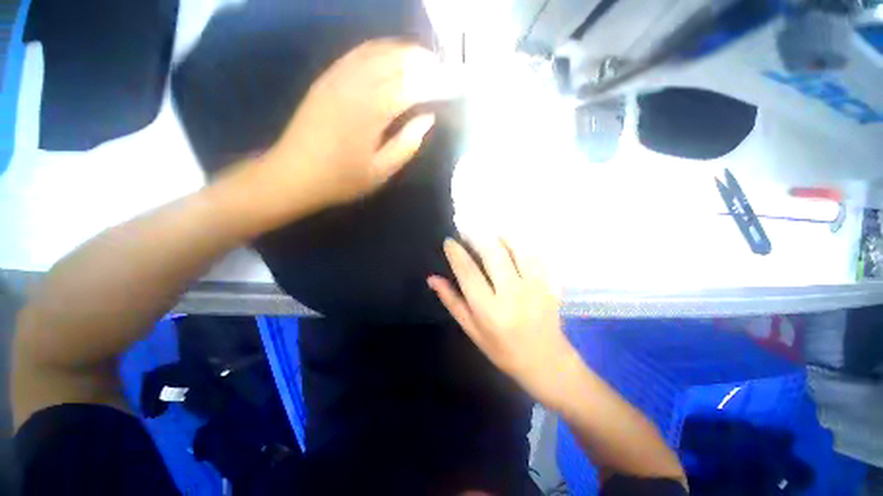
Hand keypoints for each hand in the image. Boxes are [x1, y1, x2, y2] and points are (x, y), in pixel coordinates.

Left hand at [265, 39, 456, 209]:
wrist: (293, 174)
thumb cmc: (341, 179)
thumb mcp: (381, 171)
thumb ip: (407, 144)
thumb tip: (428, 118)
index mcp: (371, 112)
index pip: (412, 87)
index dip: (435, 83)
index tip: (453, 85)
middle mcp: (355, 86)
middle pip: (396, 60)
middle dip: (423, 61)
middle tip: (442, 70)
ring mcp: (337, 77)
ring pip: (377, 50)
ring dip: (403, 50)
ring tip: (423, 59)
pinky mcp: (327, 78)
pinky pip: (357, 53)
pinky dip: (379, 50)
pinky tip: (391, 56)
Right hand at [428, 238, 580, 407]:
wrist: (546, 362)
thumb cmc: (503, 350)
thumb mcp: (472, 330)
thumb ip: (452, 302)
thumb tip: (432, 279)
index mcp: (489, 310)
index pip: (468, 272)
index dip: (456, 253)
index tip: (450, 241)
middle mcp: (512, 295)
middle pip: (493, 253)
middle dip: (477, 236)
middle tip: (467, 231)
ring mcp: (535, 287)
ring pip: (517, 248)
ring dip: (500, 236)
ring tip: (489, 233)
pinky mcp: (550, 285)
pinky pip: (535, 255)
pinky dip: (521, 244)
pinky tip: (512, 243)